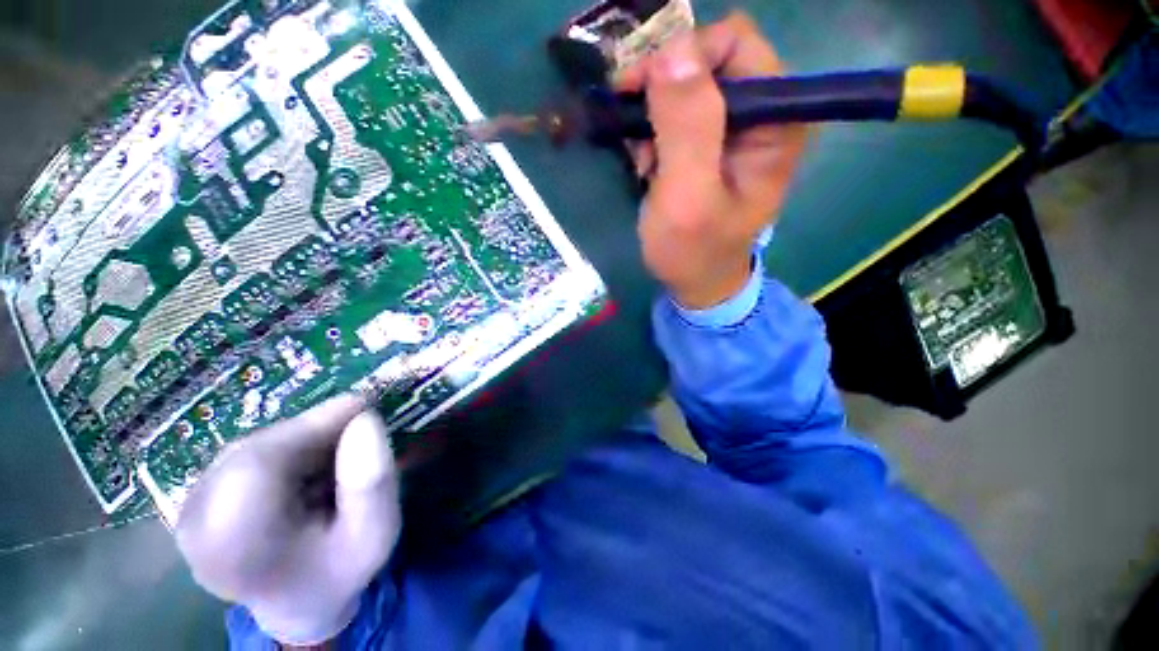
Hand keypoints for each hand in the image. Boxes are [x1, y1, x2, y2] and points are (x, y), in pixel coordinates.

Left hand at [175, 394, 399, 646]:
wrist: (298, 600)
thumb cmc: (339, 570)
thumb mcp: (374, 534)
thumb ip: (372, 484)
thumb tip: (366, 420)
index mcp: (236, 548)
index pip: (257, 466)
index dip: (312, 426)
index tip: (364, 407)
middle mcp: (195, 525)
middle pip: (254, 450)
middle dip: (313, 431)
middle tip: (358, 427)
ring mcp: (188, 509)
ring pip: (250, 446)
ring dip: (300, 439)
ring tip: (336, 452)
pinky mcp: (196, 496)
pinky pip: (244, 452)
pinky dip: (285, 447)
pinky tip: (308, 465)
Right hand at [616, 13, 808, 308]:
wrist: (695, 281)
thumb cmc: (694, 250)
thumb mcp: (688, 197)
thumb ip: (687, 128)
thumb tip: (672, 49)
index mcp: (774, 120)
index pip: (733, 42)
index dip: (682, 57)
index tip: (639, 90)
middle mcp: (760, 113)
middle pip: (705, 60)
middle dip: (660, 92)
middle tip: (636, 134)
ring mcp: (733, 127)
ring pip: (683, 86)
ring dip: (652, 119)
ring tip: (644, 163)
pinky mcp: (709, 143)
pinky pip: (673, 113)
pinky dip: (652, 134)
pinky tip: (647, 166)